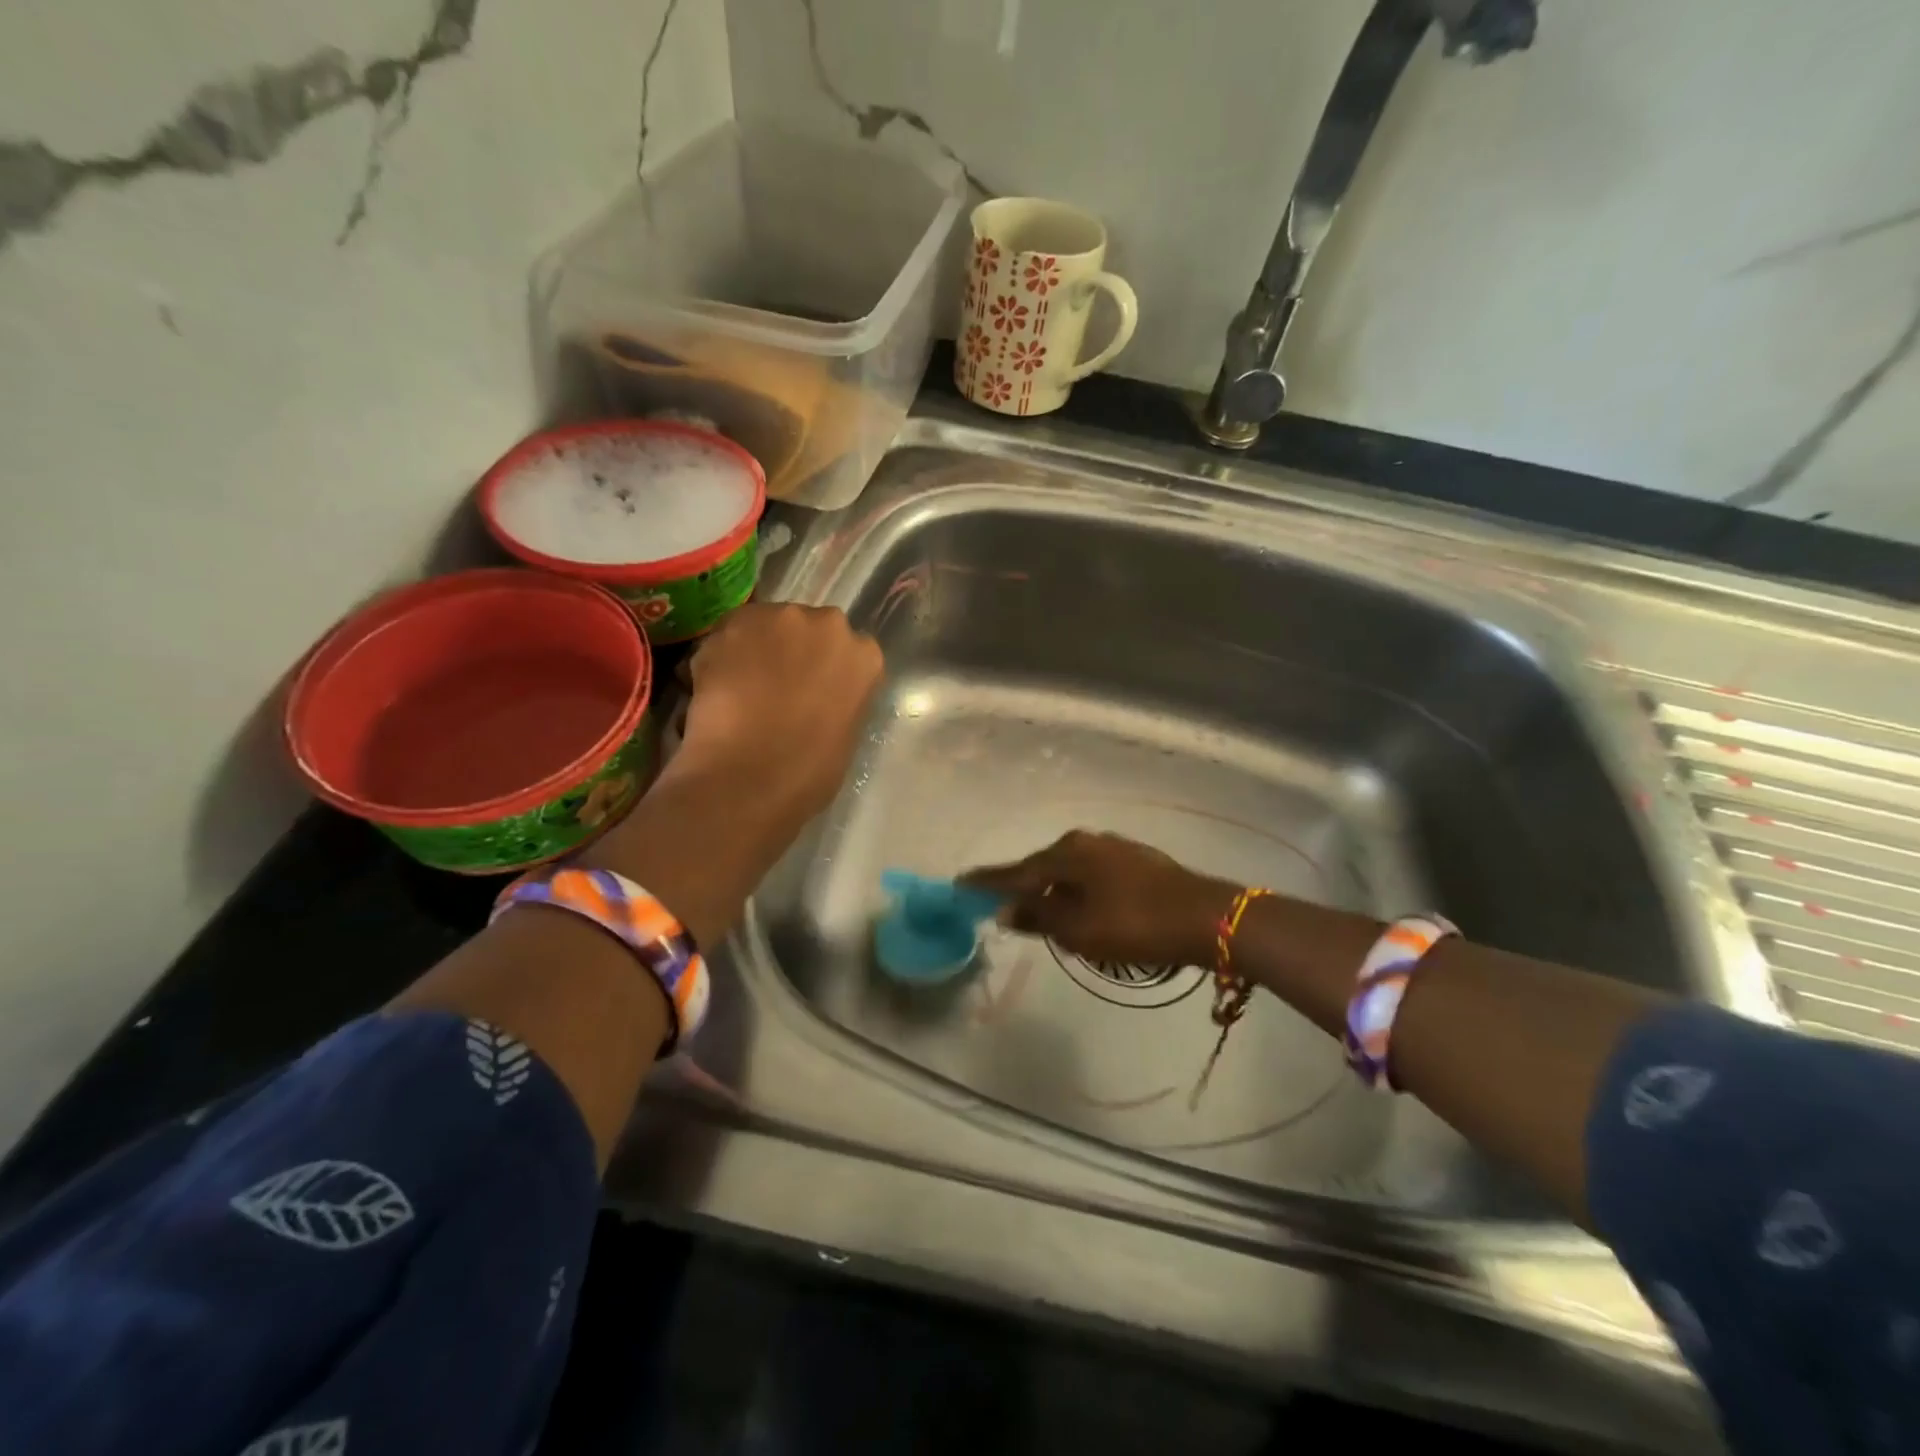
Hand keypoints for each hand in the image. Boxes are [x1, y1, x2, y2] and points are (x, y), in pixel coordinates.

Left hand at [671, 603, 883, 822]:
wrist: (750, 777)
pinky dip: (717, 659)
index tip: (807, 693)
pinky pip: (724, 636)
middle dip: (789, 652)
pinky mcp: (734, 622)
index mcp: (864, 657)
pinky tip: (711, 692)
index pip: (846, 653)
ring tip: (736, 690)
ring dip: (752, 650)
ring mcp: (781, 618)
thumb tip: (811, 700)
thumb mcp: (844, 735)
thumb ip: (834, 700)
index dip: (821, 671)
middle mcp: (830, 625)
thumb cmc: (808, 773)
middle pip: (806, 629)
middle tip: (770, 689)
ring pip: (763, 626)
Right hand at [962, 831, 1237, 969]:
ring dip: (1055, 890)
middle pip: (1043, 866)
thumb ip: (1039, 917)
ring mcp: (1114, 848)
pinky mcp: (1137, 860)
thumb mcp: (1079, 929)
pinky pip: (1092, 874)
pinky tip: (1083, 905)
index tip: (960, 884)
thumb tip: (1005, 908)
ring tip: (1044, 911)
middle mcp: (1086, 842)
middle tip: (1004, 905)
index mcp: (1066, 854)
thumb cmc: (1135, 924)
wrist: (1208, 917)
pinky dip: (1079, 890)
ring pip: (1070, 870)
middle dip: (1024, 886)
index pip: (1016, 871)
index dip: (988, 881)